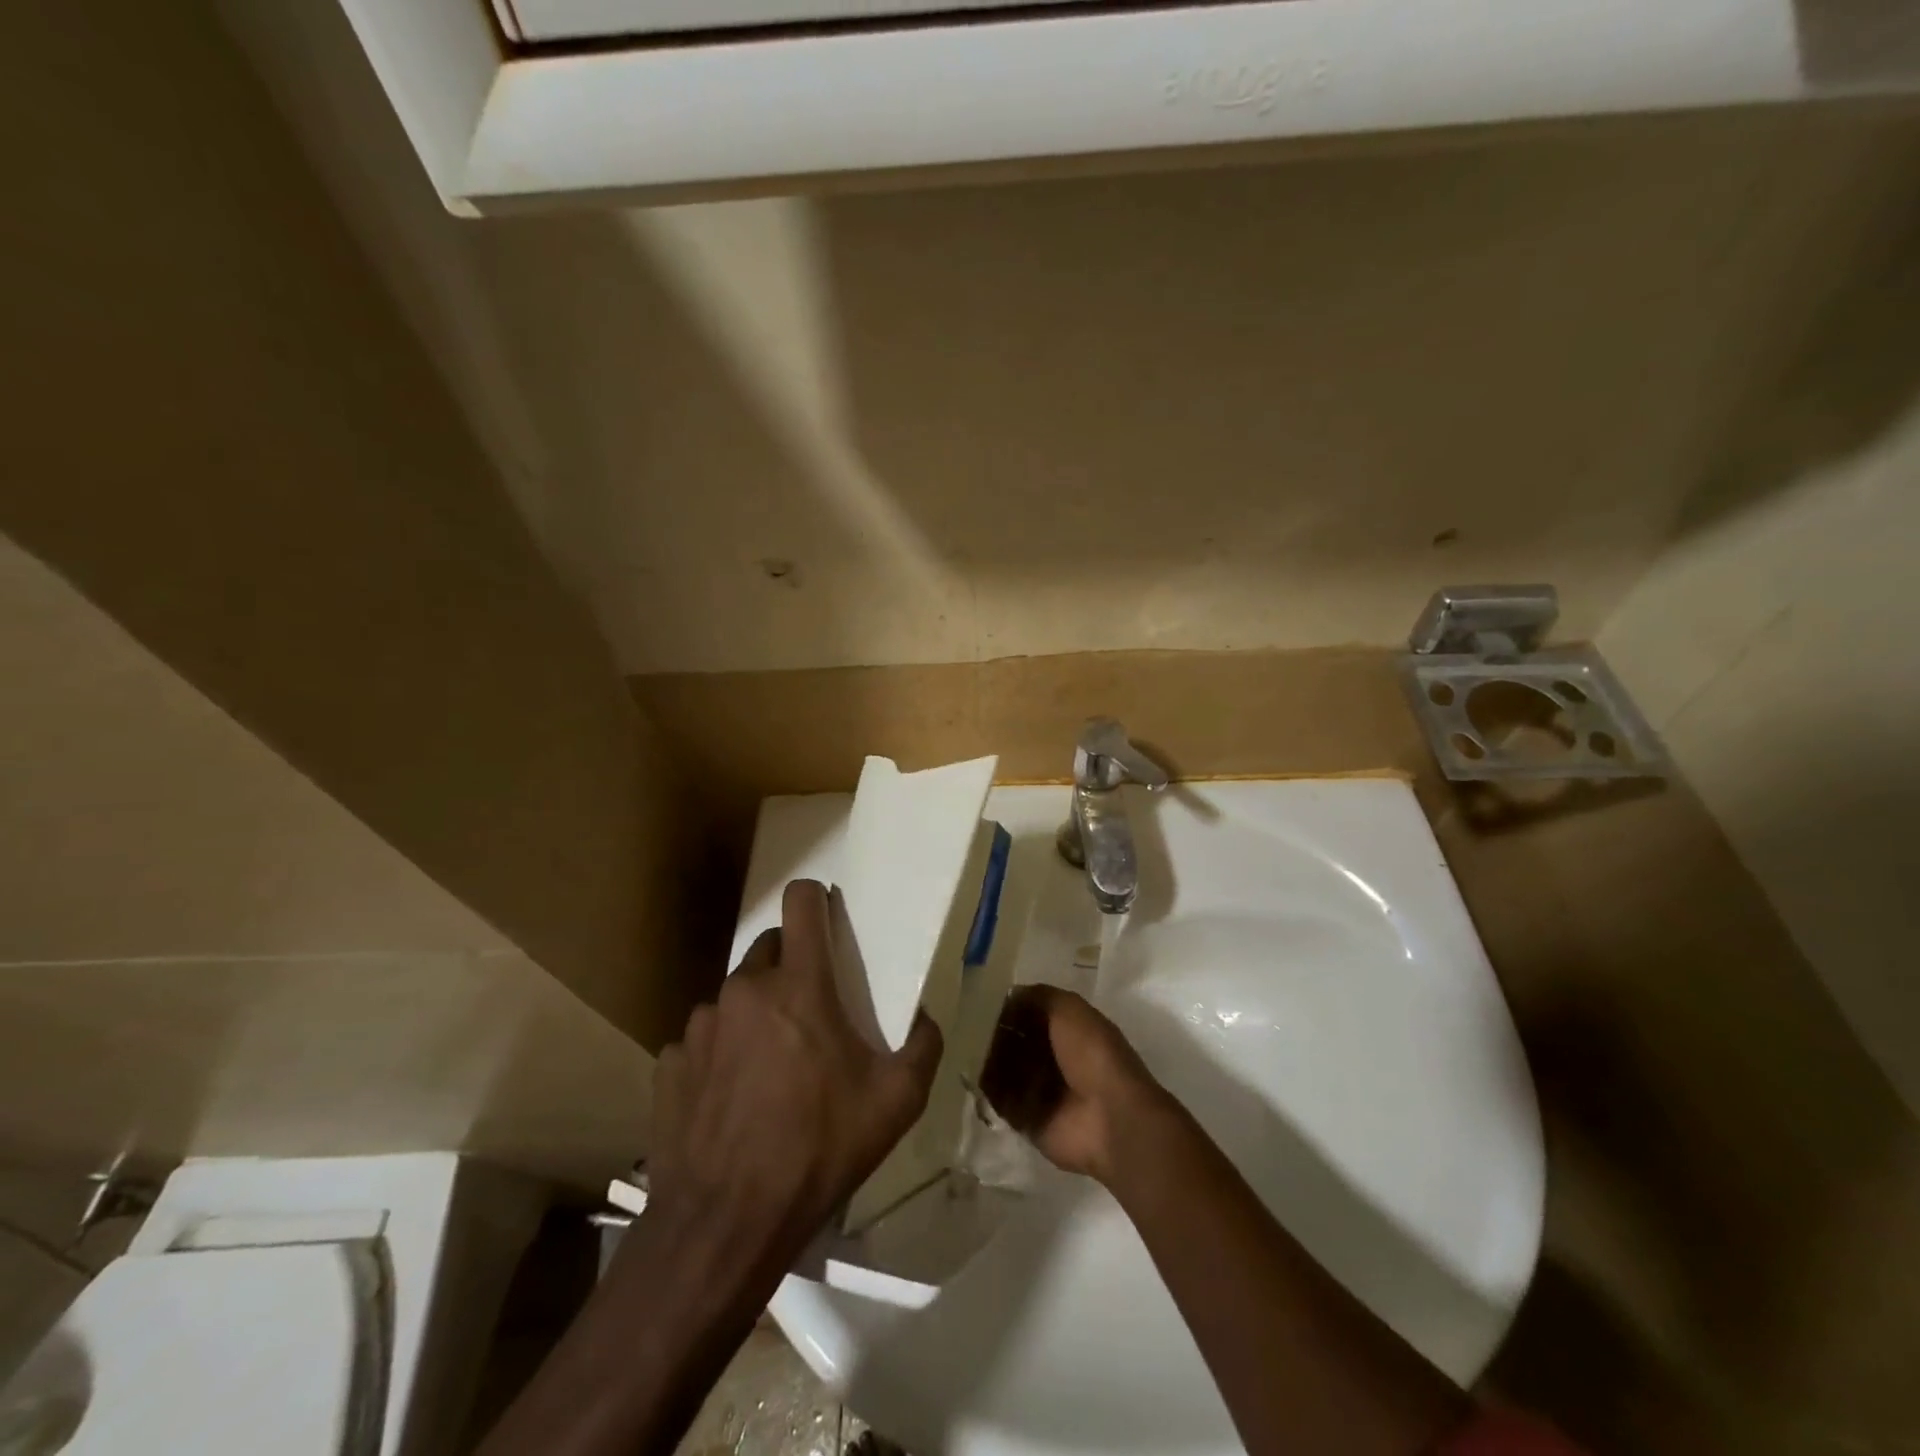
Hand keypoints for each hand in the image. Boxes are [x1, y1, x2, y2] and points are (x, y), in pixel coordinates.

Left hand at [646, 879, 943, 1271]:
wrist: (726, 1224)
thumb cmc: (819, 1150)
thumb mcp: (896, 1103)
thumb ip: (923, 1047)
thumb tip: (927, 1018)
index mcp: (798, 986)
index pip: (801, 904)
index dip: (815, 898)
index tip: (825, 914)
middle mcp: (744, 990)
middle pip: (768, 949)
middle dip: (790, 968)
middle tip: (808, 1016)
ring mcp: (700, 1026)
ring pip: (734, 997)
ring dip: (754, 1015)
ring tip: (768, 1069)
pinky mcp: (670, 1063)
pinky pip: (702, 1042)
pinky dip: (719, 1056)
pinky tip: (729, 1100)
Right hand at [985, 984, 1169, 1184]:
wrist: (1109, 1118)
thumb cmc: (1092, 1055)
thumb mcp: (1069, 1008)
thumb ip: (1039, 997)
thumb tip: (1008, 994)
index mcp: (1067, 1030)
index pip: (1028, 1014)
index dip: (1008, 1008)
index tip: (980, 1002)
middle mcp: (1053, 1058)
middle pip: (1013, 1042)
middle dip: (993, 1035)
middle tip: (967, 1028)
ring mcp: (1039, 1091)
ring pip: (1002, 1070)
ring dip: (987, 1061)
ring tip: (963, 1050)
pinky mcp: (1027, 1120)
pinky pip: (998, 1102)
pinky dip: (985, 1091)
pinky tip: (969, 1076)